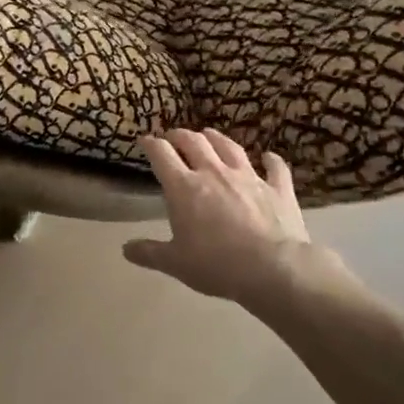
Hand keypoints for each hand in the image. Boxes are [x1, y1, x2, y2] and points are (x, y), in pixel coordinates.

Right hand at [124, 129, 323, 304]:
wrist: (273, 269)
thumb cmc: (216, 265)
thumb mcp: (176, 263)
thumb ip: (149, 253)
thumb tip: (126, 249)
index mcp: (184, 187)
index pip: (162, 155)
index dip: (151, 144)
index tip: (145, 141)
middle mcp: (214, 173)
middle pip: (194, 142)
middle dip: (180, 135)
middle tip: (173, 136)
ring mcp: (248, 177)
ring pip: (229, 147)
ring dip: (216, 137)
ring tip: (209, 134)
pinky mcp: (278, 188)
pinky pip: (275, 167)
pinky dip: (271, 160)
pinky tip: (269, 156)